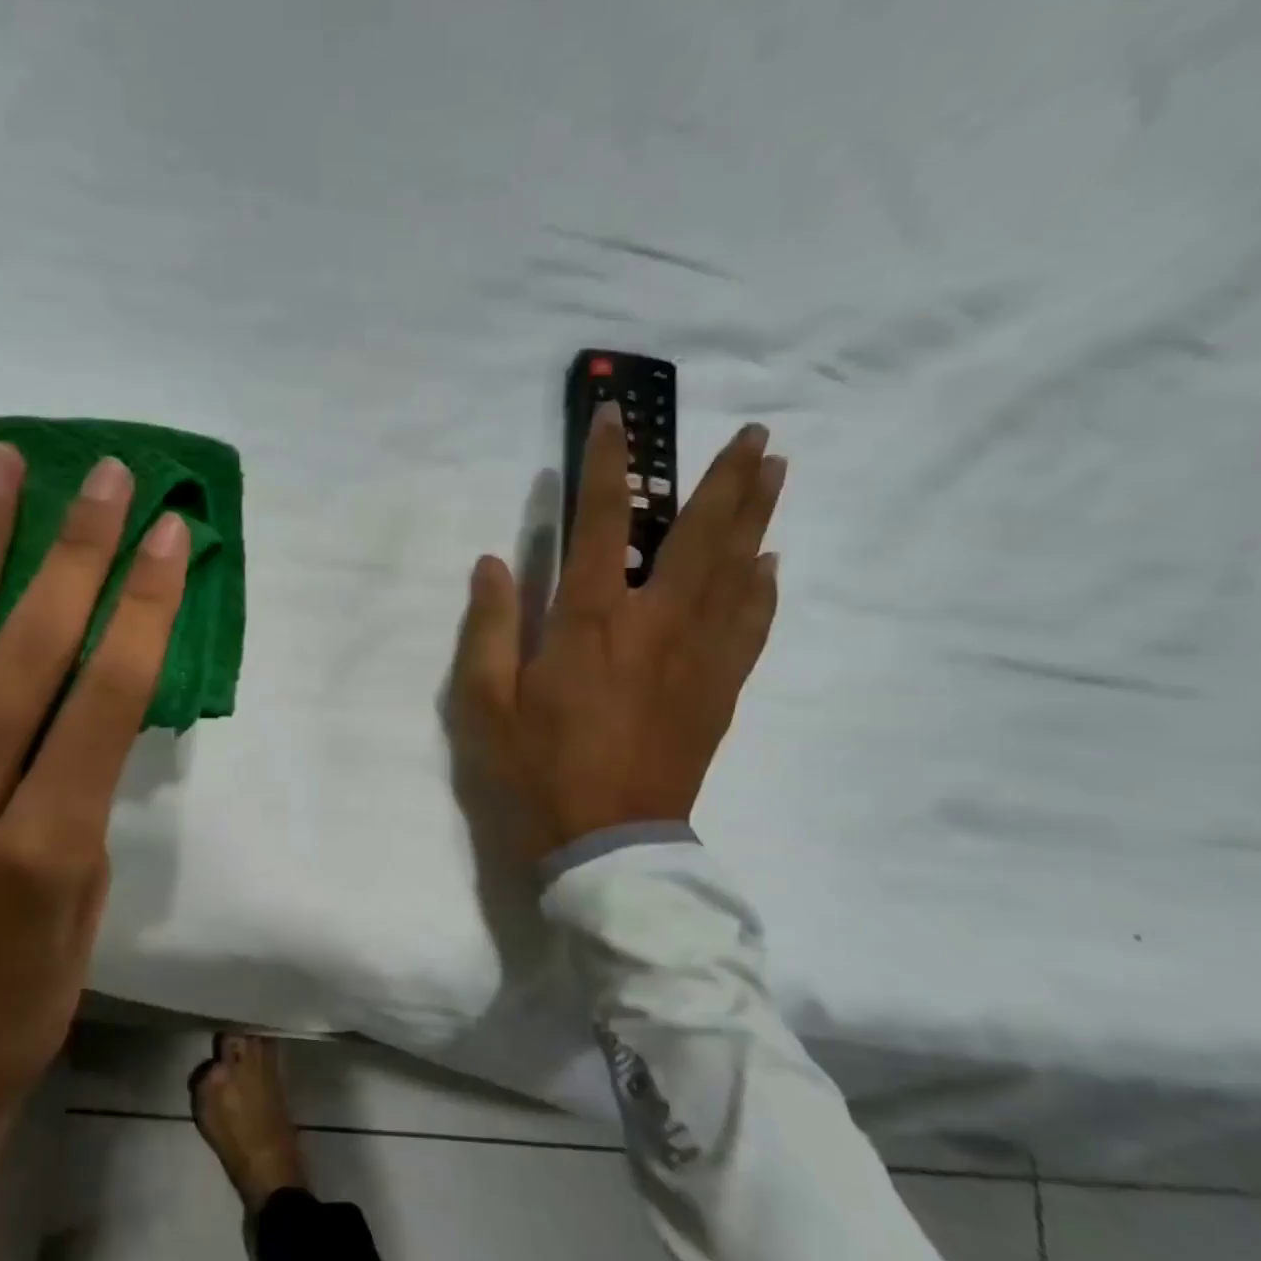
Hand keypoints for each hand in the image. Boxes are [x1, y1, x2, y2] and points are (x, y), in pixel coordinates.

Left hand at [0, 445, 190, 1260]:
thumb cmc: (18, 1013)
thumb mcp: (84, 916)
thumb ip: (84, 804)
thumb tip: (88, 718)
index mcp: (42, 849)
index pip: (104, 699)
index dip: (141, 608)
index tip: (167, 535)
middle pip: (27, 651)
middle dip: (74, 551)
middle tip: (104, 473)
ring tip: (4, 465)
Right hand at [451, 404, 783, 861]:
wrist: (607, 841)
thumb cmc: (536, 770)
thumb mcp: (486, 704)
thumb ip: (488, 628)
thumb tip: (495, 563)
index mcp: (590, 623)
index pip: (603, 524)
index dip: (609, 466)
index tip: (618, 419)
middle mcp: (654, 625)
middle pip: (698, 537)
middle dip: (724, 481)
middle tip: (754, 434)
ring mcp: (696, 657)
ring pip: (737, 573)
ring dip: (756, 519)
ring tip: (775, 474)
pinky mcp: (718, 691)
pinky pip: (751, 627)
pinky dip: (764, 590)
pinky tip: (770, 567)